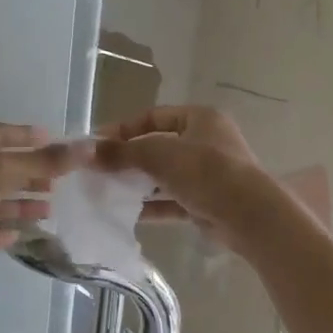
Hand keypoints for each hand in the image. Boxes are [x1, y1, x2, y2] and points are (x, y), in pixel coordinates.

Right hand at [93, 106, 278, 247]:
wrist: (249, 216)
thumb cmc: (206, 172)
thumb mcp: (158, 155)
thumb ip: (120, 153)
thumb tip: (83, 151)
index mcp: (199, 118)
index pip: (153, 116)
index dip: (123, 129)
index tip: (96, 144)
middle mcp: (205, 142)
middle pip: (157, 146)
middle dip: (128, 159)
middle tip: (98, 170)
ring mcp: (208, 174)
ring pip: (164, 175)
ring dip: (138, 183)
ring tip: (107, 192)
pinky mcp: (207, 203)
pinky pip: (172, 200)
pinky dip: (152, 205)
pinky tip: (127, 213)